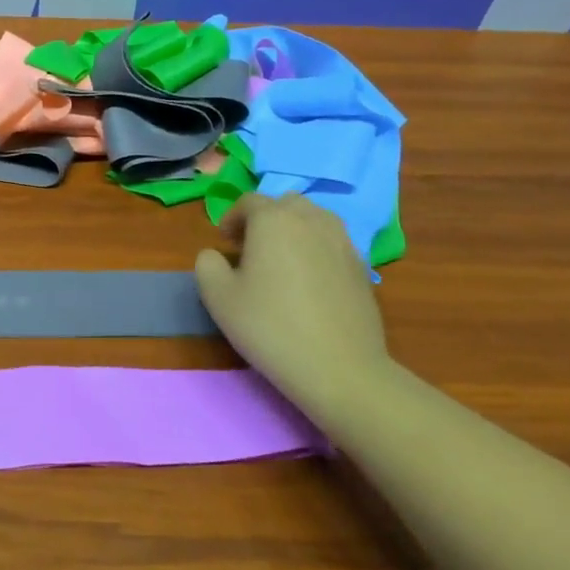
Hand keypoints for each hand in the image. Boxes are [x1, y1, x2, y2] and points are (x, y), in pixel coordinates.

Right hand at [194, 193, 390, 403]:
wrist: (339, 367)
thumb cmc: (270, 326)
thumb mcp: (218, 297)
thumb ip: (207, 265)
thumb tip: (215, 255)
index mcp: (273, 220)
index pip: (248, 202)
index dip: (232, 218)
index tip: (224, 242)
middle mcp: (311, 220)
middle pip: (285, 204)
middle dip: (265, 219)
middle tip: (252, 249)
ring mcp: (343, 241)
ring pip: (314, 220)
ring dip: (293, 231)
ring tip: (282, 262)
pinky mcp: (362, 266)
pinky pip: (333, 243)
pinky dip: (316, 250)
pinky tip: (309, 282)